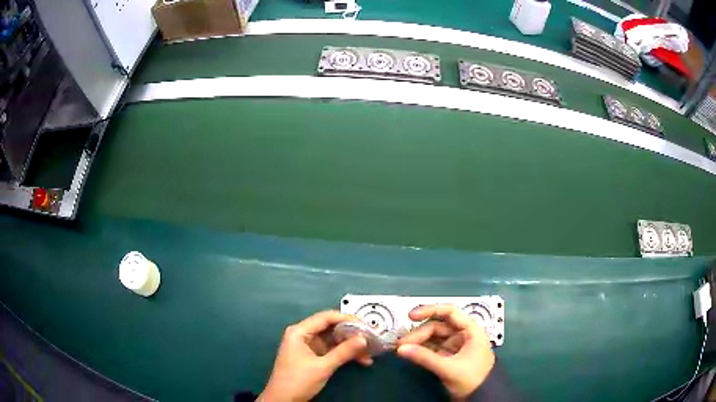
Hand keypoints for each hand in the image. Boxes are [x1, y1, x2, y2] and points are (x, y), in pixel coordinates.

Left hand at [258, 310, 370, 401]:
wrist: (283, 400)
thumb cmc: (298, 380)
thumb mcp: (323, 366)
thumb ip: (344, 352)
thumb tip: (364, 339)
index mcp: (300, 331)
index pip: (326, 317)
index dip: (347, 319)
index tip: (366, 325)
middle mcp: (303, 335)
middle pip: (331, 328)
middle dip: (352, 334)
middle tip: (371, 339)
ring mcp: (308, 346)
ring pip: (334, 340)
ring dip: (351, 346)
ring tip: (369, 353)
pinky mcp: (313, 357)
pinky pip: (332, 350)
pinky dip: (345, 354)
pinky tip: (361, 360)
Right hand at [396, 305, 495, 399]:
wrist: (480, 397)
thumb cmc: (472, 378)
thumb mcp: (448, 368)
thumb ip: (425, 357)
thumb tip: (401, 349)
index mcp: (470, 330)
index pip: (450, 312)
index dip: (430, 310)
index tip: (411, 316)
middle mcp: (463, 334)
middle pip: (438, 326)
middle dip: (419, 333)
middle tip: (401, 344)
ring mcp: (455, 345)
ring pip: (433, 337)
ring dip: (418, 341)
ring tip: (401, 348)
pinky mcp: (449, 356)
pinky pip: (433, 348)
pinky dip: (421, 349)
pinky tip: (410, 352)